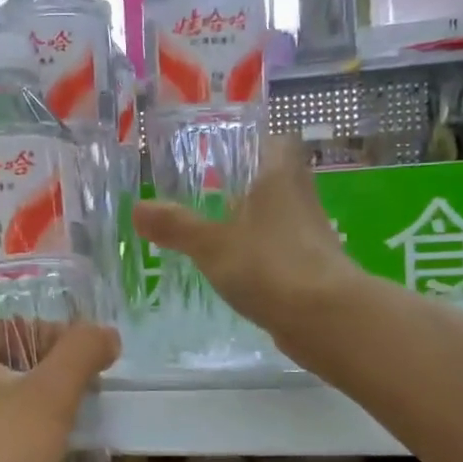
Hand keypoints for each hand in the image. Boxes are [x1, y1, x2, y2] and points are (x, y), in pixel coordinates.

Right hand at [133, 134, 353, 340]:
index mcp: (280, 177)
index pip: (277, 142)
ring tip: (216, 230)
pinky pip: (283, 250)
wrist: (326, 319)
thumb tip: (136, 208)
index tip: (227, 151)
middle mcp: (300, 198)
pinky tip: (238, 269)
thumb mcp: (212, 245)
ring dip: (255, 221)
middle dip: (248, 184)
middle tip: (210, 192)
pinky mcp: (314, 269)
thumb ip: (176, 226)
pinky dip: (263, 254)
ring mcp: (311, 236)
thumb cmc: (269, 266)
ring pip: (280, 216)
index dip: (255, 142)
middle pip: (278, 179)